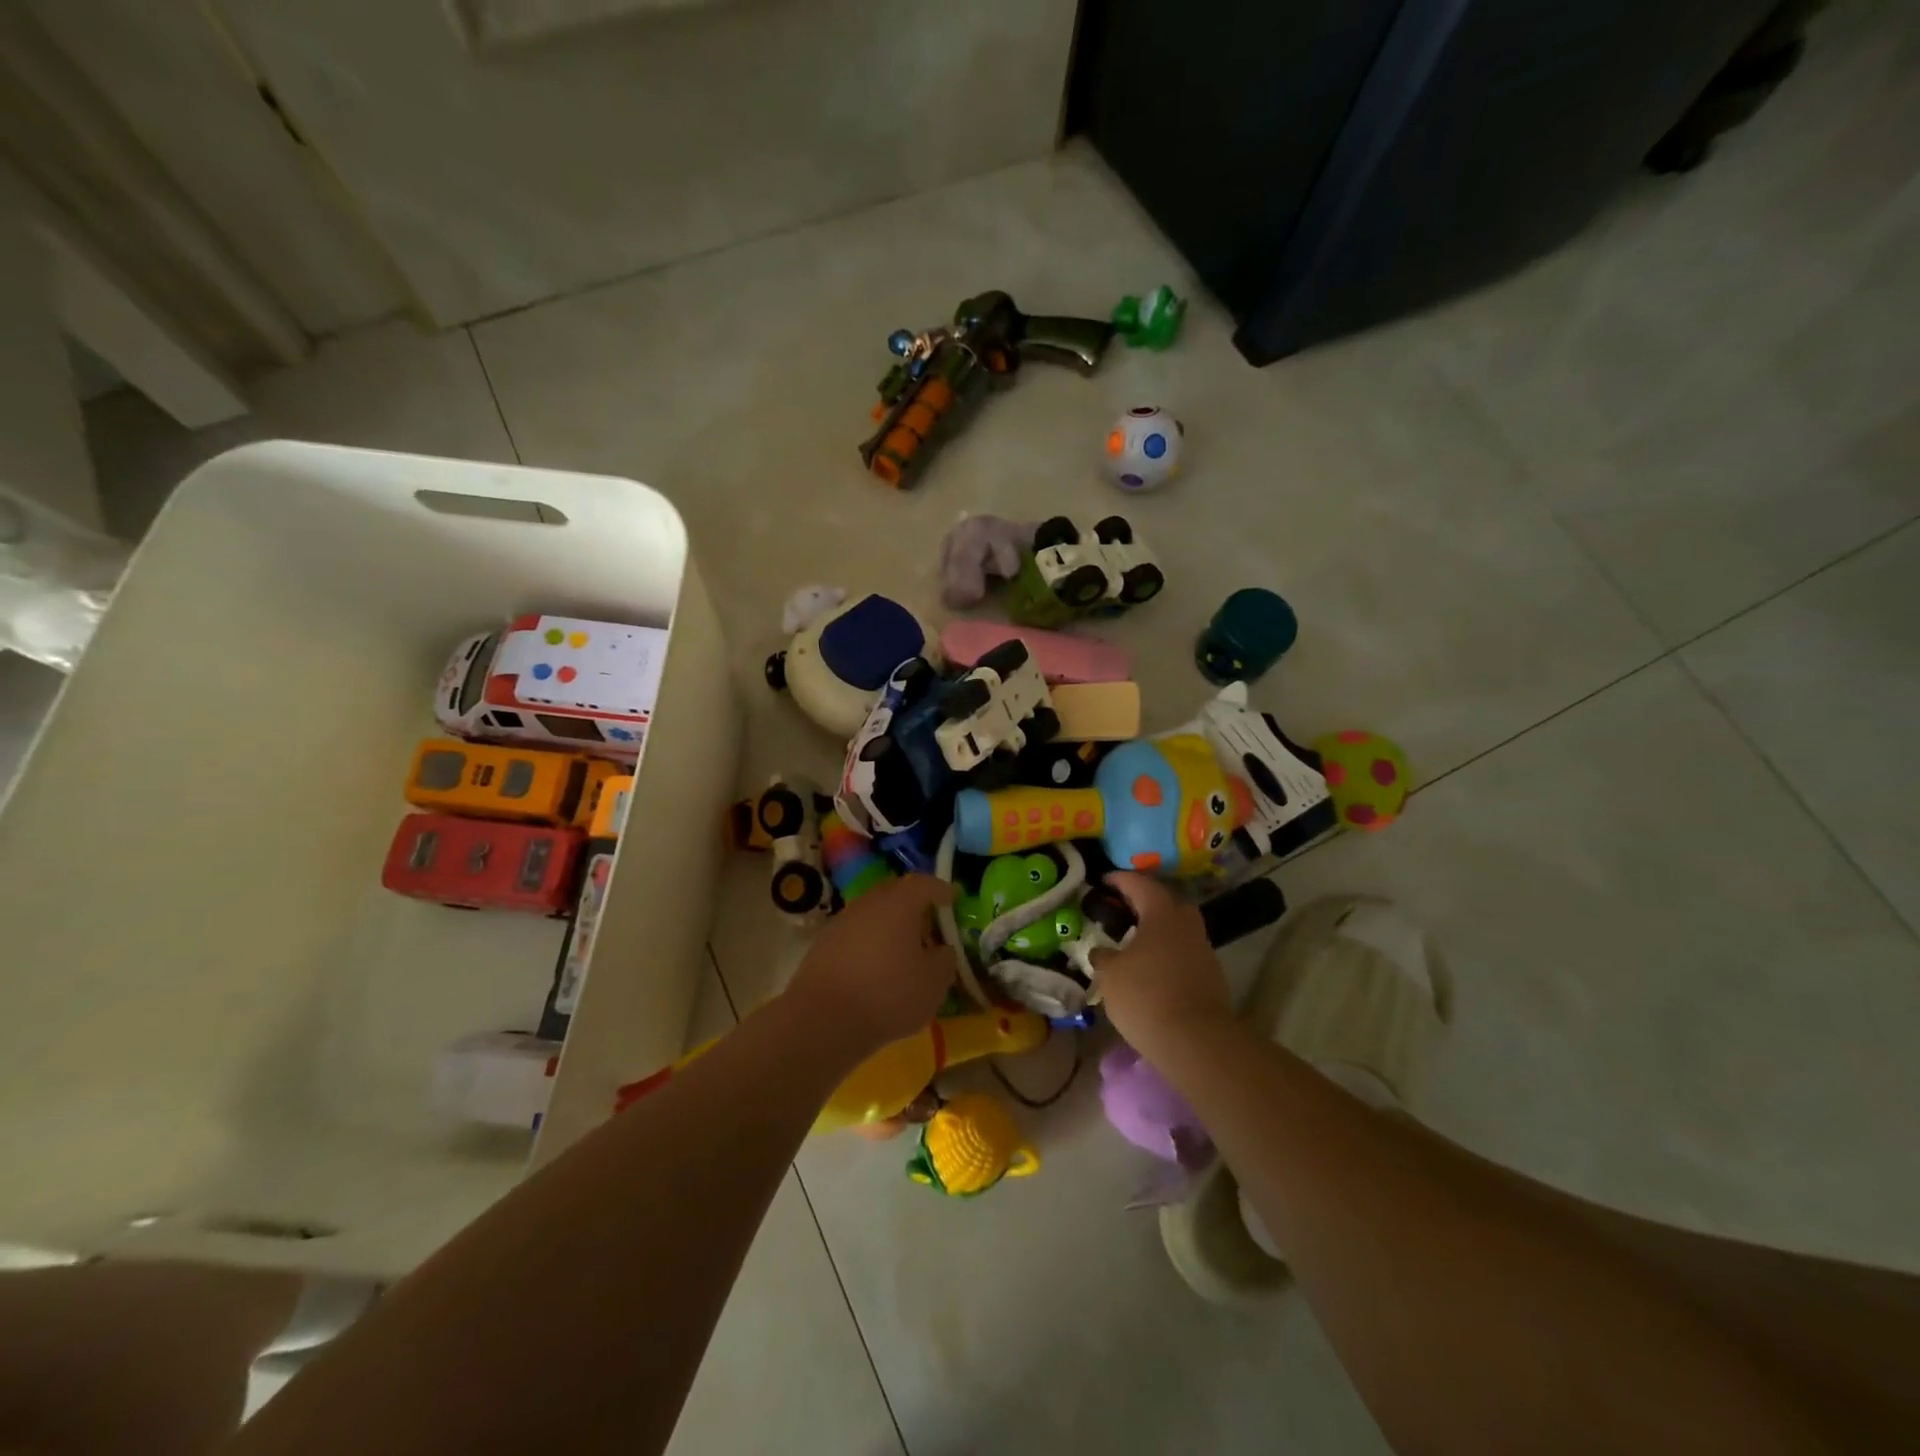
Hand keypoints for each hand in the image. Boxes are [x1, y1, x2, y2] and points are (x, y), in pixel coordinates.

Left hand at [786, 875, 956, 1057]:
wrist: (822, 1020)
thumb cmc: (888, 994)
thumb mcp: (934, 982)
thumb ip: (945, 960)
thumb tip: (941, 950)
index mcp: (900, 903)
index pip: (925, 883)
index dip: (942, 890)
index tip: (953, 899)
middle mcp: (869, 902)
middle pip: (896, 894)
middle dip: (915, 905)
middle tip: (930, 924)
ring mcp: (842, 921)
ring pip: (874, 914)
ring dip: (890, 926)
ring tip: (904, 950)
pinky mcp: (823, 945)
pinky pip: (856, 934)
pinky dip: (870, 944)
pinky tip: (876, 968)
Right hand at [1092, 872, 1232, 1058]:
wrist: (1196, 1040)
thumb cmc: (1146, 996)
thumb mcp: (1110, 975)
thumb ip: (1103, 957)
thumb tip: (1101, 951)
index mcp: (1162, 913)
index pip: (1140, 884)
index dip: (1120, 880)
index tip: (1104, 881)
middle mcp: (1186, 924)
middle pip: (1166, 902)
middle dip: (1145, 901)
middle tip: (1123, 908)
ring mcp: (1203, 950)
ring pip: (1178, 928)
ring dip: (1158, 929)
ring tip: (1134, 941)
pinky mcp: (1211, 976)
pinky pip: (1184, 952)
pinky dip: (1167, 952)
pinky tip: (1152, 967)